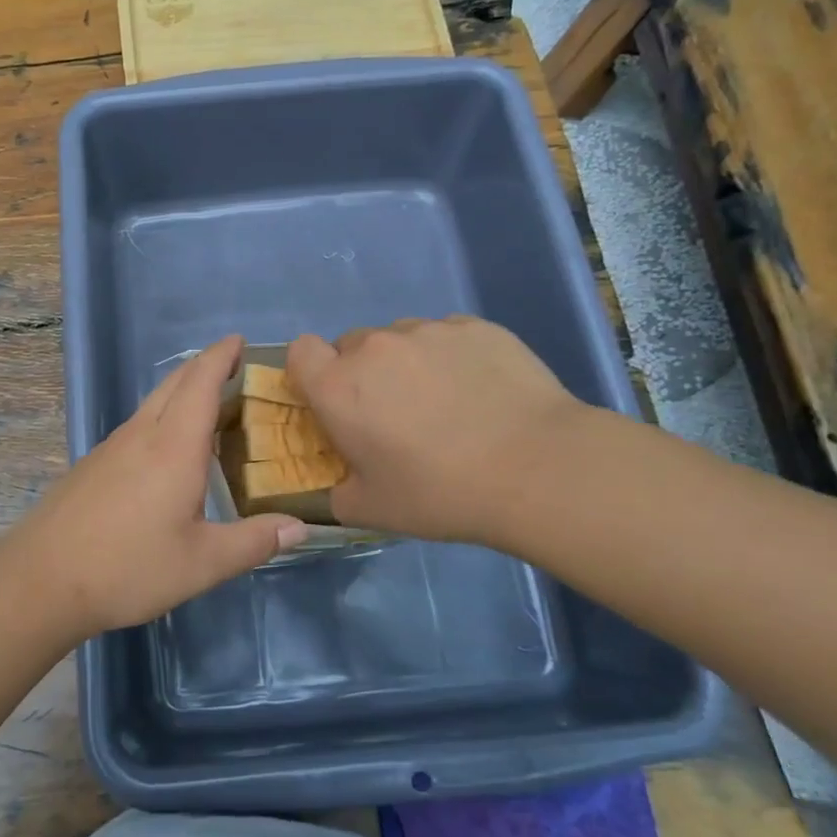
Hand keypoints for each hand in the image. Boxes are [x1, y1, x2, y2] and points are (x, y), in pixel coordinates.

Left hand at [12, 336, 307, 637]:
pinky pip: (138, 424)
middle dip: (205, 366)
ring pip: (153, 402)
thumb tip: (300, 527)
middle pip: (175, 383)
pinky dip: (164, 416)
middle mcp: (142, 434)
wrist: (42, 579)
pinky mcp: (94, 464)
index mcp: (173, 446)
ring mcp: (113, 447)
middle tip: (236, 368)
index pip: (201, 382)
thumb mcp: (202, 563)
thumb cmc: (128, 567)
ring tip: (212, 406)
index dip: (221, 356)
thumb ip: (254, 542)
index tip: (240, 340)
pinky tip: (170, 449)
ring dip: (183, 391)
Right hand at [286, 316, 588, 546]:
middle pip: (352, 345)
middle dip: (363, 373)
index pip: (300, 351)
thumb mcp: (373, 510)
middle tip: (394, 413)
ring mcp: (428, 331)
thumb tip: (339, 484)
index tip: (333, 400)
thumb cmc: (440, 492)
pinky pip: (448, 336)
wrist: (536, 468)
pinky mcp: (475, 326)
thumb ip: (338, 493)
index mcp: (338, 387)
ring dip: (408, 363)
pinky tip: (482, 391)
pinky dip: (452, 357)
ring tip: (446, 402)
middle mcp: (375, 347)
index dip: (311, 372)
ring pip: (401, 338)